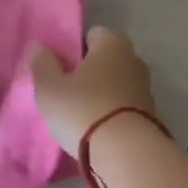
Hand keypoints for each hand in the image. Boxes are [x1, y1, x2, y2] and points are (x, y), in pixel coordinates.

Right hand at [28, 27, 157, 151]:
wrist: (126, 154)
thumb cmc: (83, 110)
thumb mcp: (50, 87)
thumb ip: (42, 63)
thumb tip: (38, 46)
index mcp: (112, 43)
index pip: (92, 34)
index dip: (75, 48)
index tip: (61, 68)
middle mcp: (133, 58)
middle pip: (106, 59)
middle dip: (90, 70)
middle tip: (68, 90)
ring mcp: (145, 87)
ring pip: (117, 82)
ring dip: (102, 93)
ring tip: (81, 113)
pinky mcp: (150, 114)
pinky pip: (125, 105)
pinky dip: (113, 112)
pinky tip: (98, 129)